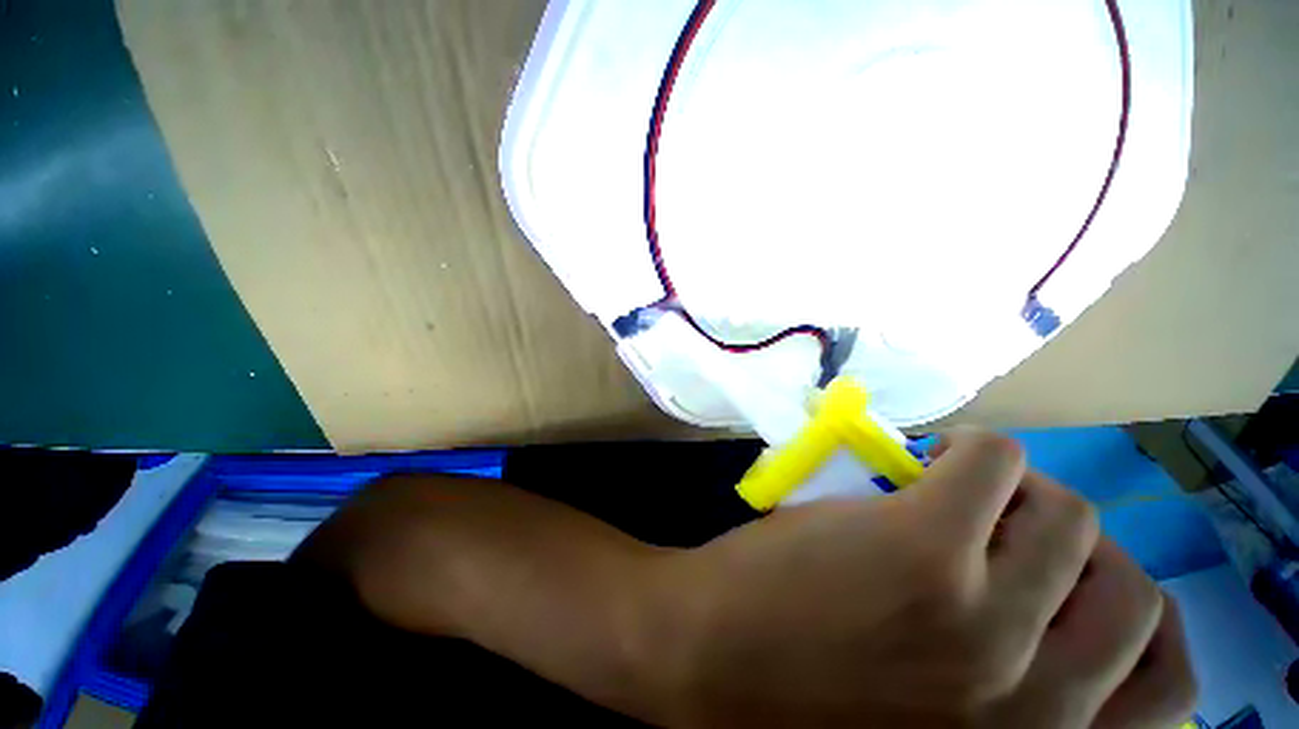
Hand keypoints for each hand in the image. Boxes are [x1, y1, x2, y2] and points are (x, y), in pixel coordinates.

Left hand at [647, 430, 1196, 727]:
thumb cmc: (807, 699)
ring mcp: (982, 617)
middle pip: (1132, 588)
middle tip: (1014, 527)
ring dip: (1031, 496)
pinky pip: (990, 461)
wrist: (707, 659)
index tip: (1067, 586)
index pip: (1165, 685)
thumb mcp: (940, 728)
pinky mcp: (920, 545)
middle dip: (1080, 548)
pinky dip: (979, 452)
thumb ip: (1006, 694)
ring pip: (1075, 517)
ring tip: (973, 493)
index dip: (1121, 620)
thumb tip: (1044, 619)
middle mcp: (1038, 702)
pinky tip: (936, 460)